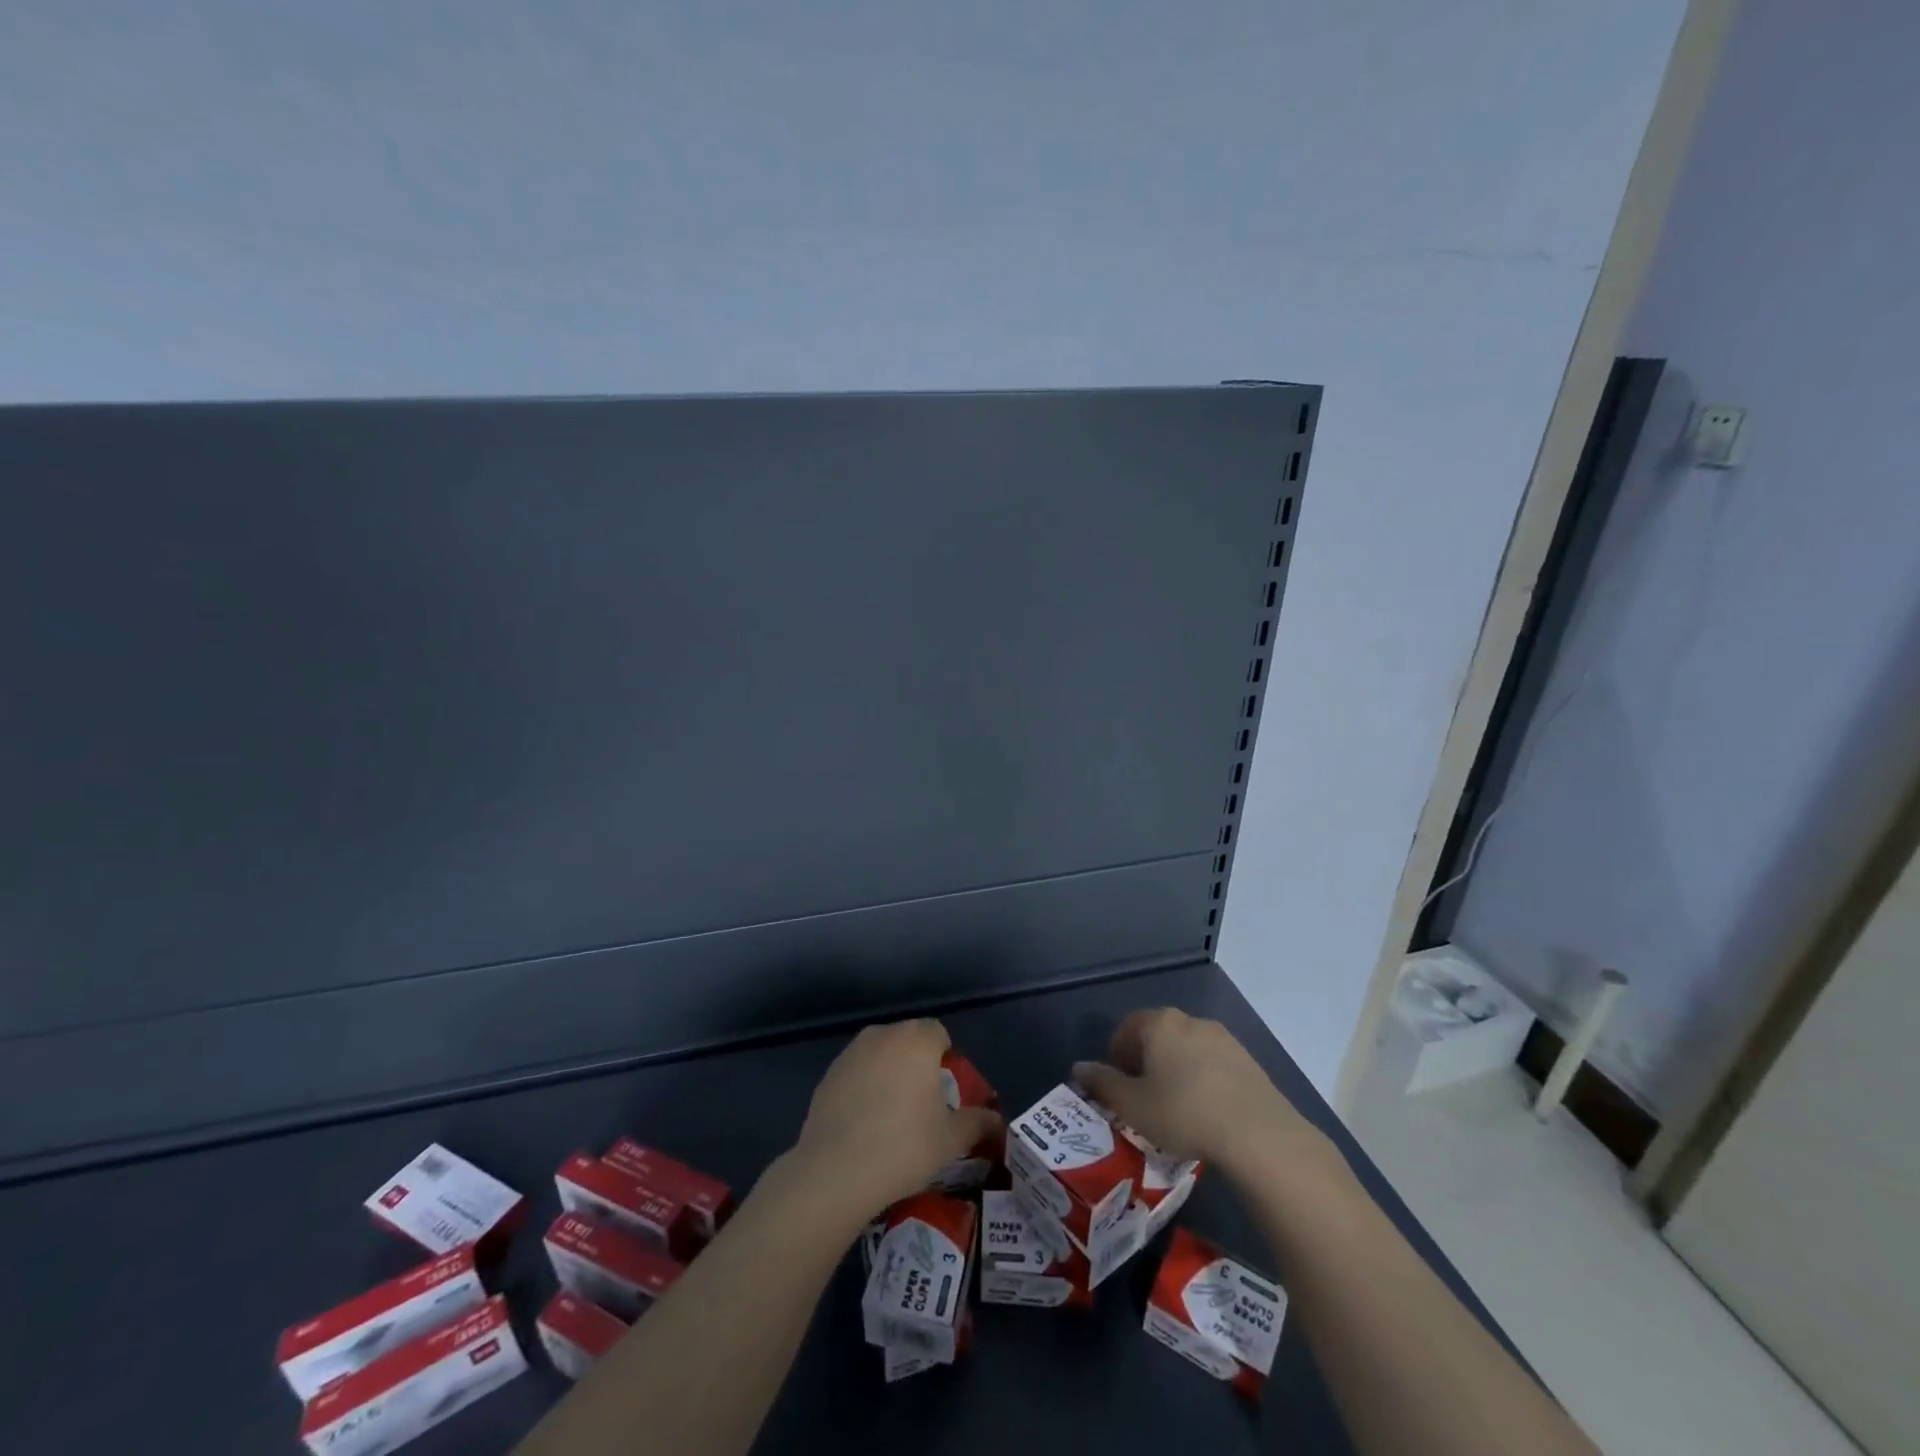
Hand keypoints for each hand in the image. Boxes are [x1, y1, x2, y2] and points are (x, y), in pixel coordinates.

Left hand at [788, 1019, 1002, 1225]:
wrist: (835, 1171)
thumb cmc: (904, 1147)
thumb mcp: (951, 1140)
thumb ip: (978, 1122)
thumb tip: (997, 1119)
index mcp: (916, 1040)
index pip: (938, 1032)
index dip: (945, 1058)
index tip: (945, 1091)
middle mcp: (883, 1035)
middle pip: (908, 1040)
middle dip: (917, 1063)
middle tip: (922, 1104)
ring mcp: (851, 1053)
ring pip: (881, 1054)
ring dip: (890, 1072)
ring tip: (892, 1115)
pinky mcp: (828, 1074)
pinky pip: (857, 1072)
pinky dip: (864, 1087)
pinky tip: (864, 1123)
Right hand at [1073, 1008, 1338, 1182]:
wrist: (1258, 1134)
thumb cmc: (1183, 1113)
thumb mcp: (1132, 1105)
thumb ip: (1102, 1083)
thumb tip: (1078, 1067)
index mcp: (1158, 1023)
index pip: (1127, 1028)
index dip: (1117, 1057)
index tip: (1120, 1088)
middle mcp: (1190, 1020)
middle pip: (1158, 1035)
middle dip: (1147, 1062)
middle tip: (1145, 1098)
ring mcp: (1223, 1038)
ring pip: (1187, 1049)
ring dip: (1176, 1070)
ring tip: (1177, 1108)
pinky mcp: (1248, 1060)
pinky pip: (1213, 1064)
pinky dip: (1203, 1080)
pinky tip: (1207, 1112)